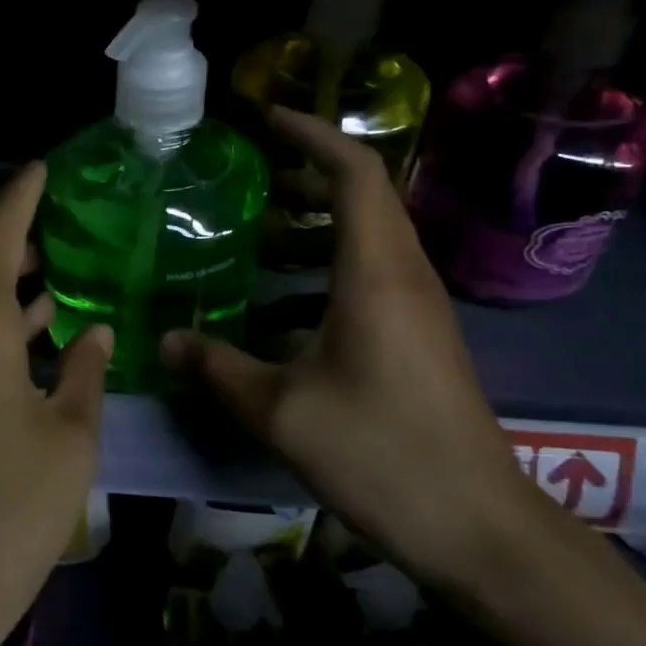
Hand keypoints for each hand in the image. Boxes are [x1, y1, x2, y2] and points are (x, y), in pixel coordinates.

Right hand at [161, 107, 528, 585]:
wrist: (478, 526)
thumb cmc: (382, 454)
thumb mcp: (283, 413)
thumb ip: (219, 370)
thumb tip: (167, 343)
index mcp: (376, 273)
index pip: (354, 171)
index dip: (311, 135)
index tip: (265, 119)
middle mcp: (403, 275)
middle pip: (363, 195)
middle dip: (304, 174)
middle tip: (246, 178)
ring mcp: (417, 306)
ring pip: (365, 237)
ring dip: (312, 225)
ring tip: (253, 236)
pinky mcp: (417, 336)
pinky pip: (369, 276)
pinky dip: (322, 270)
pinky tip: (278, 310)